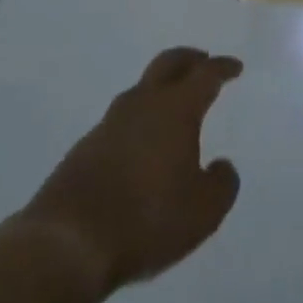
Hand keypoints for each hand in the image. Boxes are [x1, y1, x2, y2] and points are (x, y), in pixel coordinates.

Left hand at [17, 47, 242, 302]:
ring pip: (141, 90)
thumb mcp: (203, 212)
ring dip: (160, 89)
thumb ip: (221, 184)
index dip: (222, 68)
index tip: (235, 67)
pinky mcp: (84, 149)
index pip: (205, 75)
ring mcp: (109, 124)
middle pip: (168, 64)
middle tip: (203, 61)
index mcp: (176, 108)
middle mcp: (142, 104)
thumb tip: (222, 165)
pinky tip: (140, 145)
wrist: (67, 243)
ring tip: (172, 105)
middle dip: (189, 59)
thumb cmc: (146, 219)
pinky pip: (120, 121)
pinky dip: (138, 121)